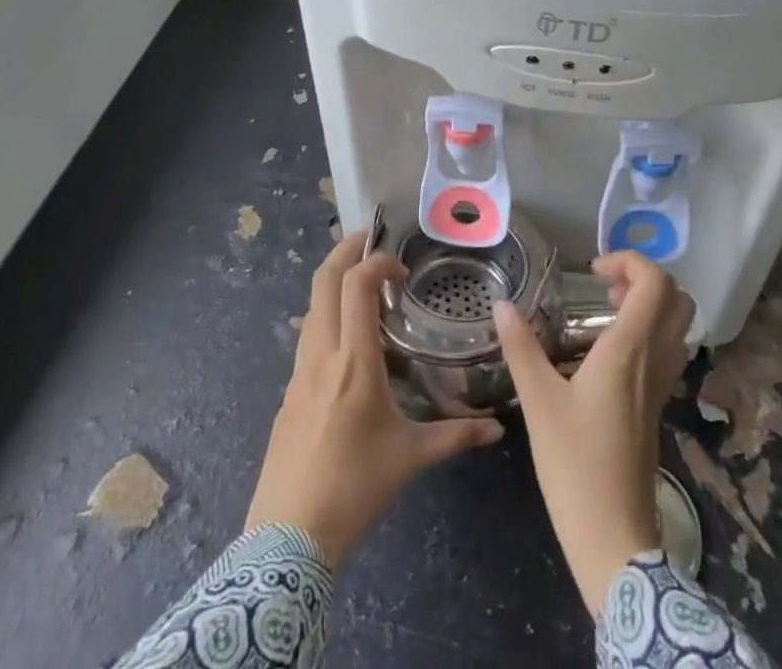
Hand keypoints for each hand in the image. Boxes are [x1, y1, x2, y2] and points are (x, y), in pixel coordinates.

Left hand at [245, 233, 503, 565]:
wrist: (284, 542)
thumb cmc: (353, 489)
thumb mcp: (410, 459)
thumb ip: (455, 436)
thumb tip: (497, 429)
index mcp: (353, 361)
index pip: (356, 285)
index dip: (378, 262)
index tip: (402, 271)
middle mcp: (321, 355)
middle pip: (323, 280)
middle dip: (345, 249)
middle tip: (372, 239)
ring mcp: (298, 373)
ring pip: (311, 306)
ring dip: (335, 282)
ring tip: (365, 285)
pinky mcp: (287, 394)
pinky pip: (308, 337)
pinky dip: (328, 317)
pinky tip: (350, 343)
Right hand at [495, 253, 694, 612]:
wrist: (615, 539)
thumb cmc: (576, 466)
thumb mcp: (539, 403)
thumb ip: (522, 348)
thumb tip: (501, 305)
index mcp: (630, 349)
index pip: (655, 283)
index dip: (630, 261)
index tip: (593, 271)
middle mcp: (655, 359)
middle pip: (677, 299)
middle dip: (644, 279)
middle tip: (604, 288)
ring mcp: (662, 385)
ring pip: (678, 326)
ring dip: (650, 305)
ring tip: (607, 312)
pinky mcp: (658, 406)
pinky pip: (669, 351)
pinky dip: (650, 332)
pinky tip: (611, 352)